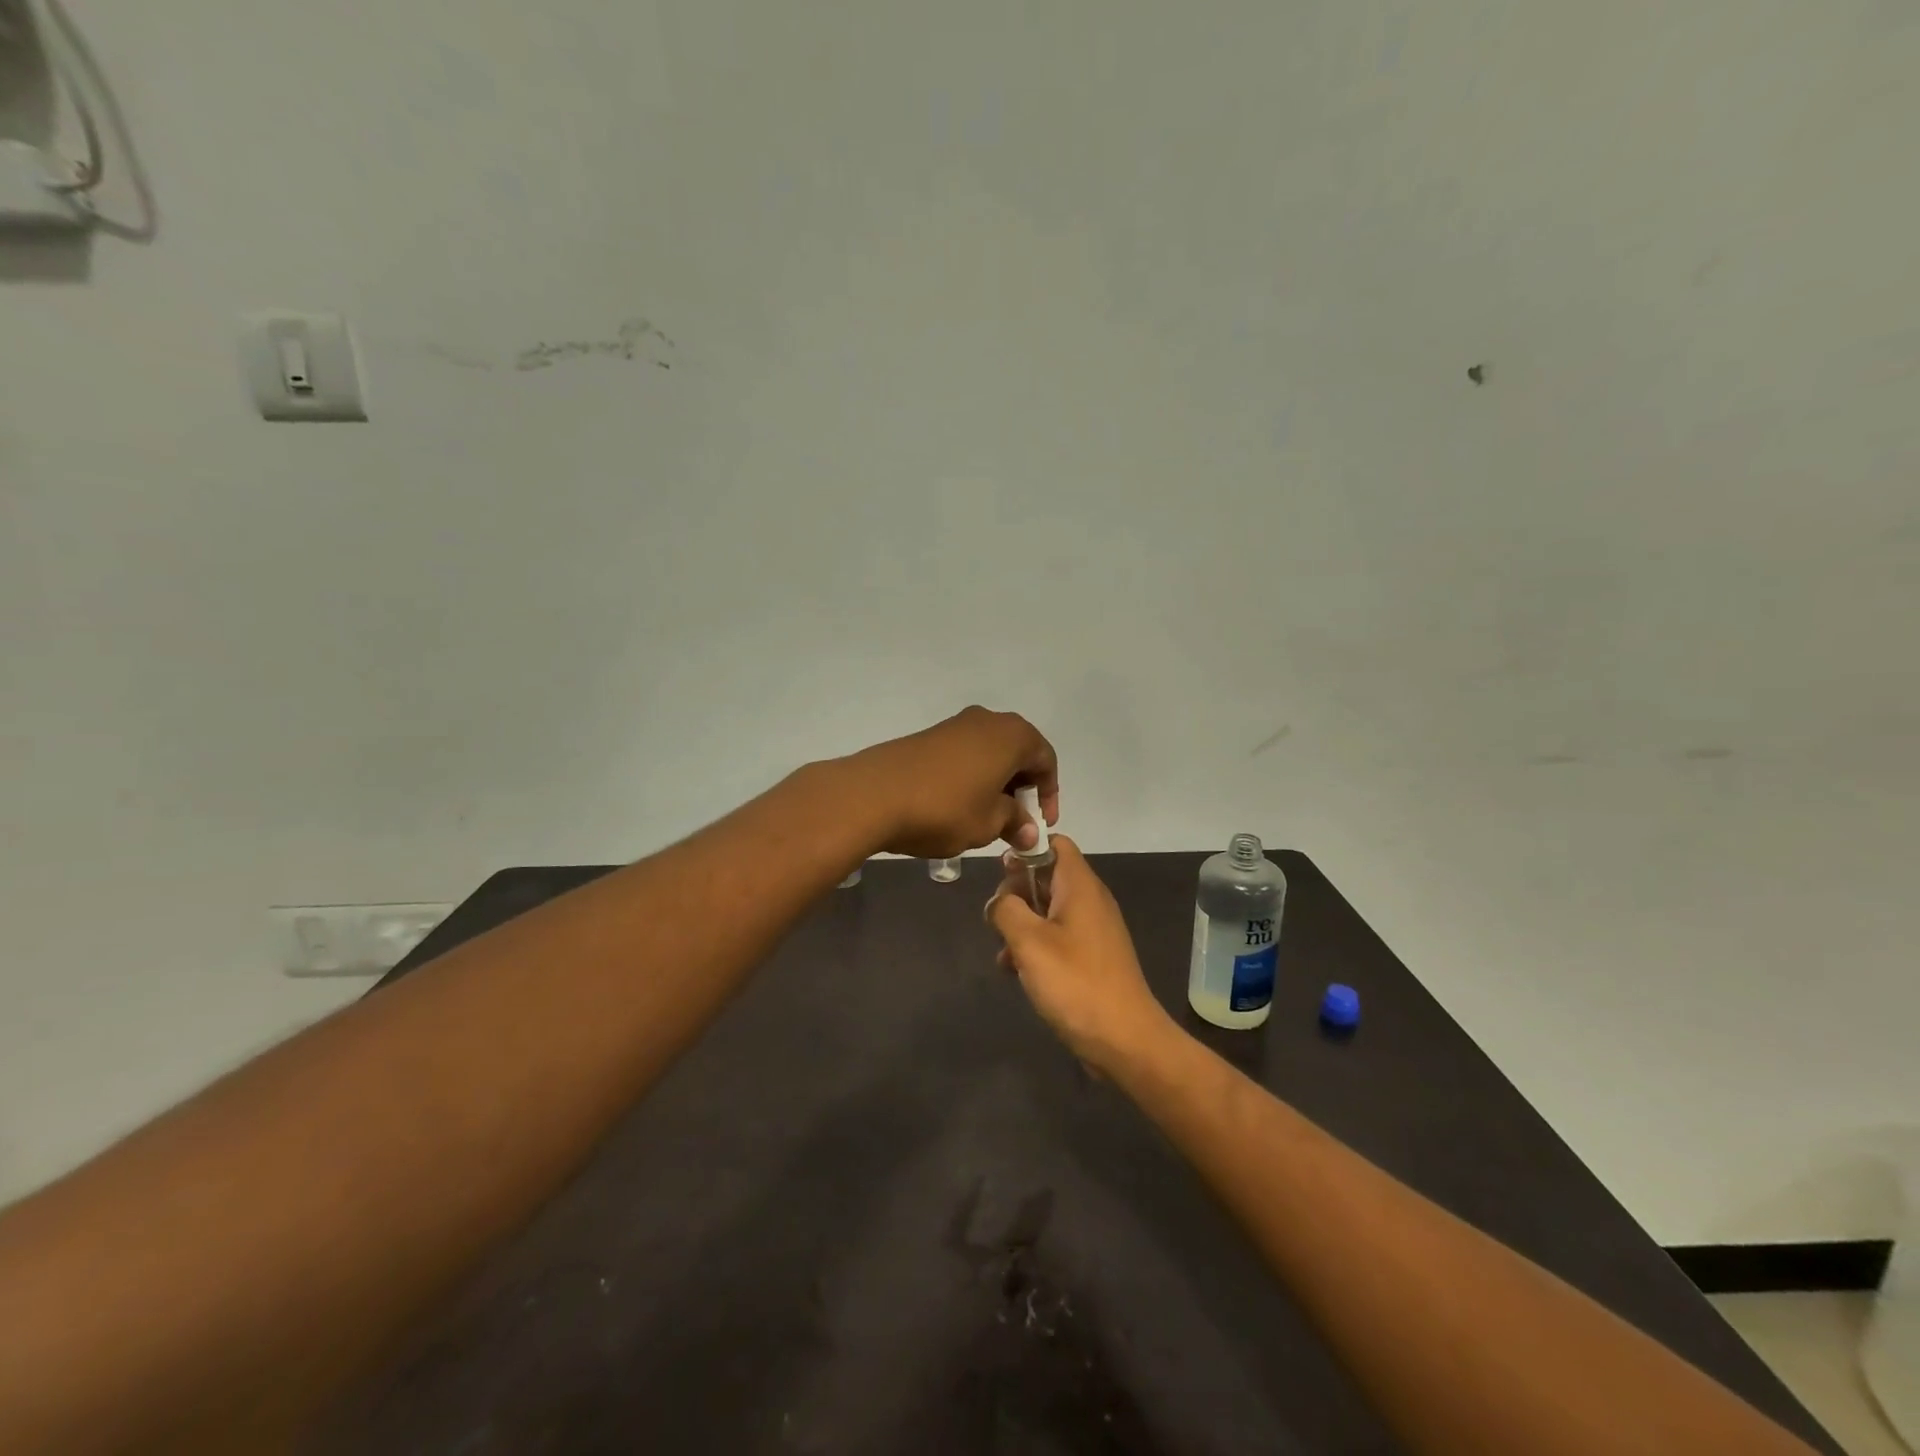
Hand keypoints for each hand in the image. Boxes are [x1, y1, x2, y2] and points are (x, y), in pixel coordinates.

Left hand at [846, 706, 1058, 858]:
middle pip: (1018, 753)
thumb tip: (1029, 832)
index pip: (1046, 760)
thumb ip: (1016, 823)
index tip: (1040, 825)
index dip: (1049, 795)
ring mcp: (955, 725)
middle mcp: (987, 721)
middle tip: (1017, 823)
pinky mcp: (928, 736)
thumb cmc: (945, 808)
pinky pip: (964, 755)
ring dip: (996, 784)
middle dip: (1022, 788)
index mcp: (1012, 735)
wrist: (874, 794)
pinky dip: (971, 778)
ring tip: (987, 818)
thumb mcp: (989, 823)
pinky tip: (959, 806)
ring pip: (989, 753)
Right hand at [988, 835, 1174, 1074]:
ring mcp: (1093, 930)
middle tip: (998, 920)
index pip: (1055, 843)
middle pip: (1046, 876)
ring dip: (1021, 924)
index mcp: (1080, 886)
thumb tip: (998, 901)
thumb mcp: (1029, 941)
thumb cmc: (1076, 983)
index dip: (1026, 848)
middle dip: (1016, 893)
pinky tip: (1017, 973)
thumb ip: (1006, 909)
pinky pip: (1057, 937)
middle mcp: (1090, 901)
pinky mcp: (1091, 957)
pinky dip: (1036, 946)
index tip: (1000, 872)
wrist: (1125, 1040)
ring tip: (1004, 953)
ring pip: (1047, 910)